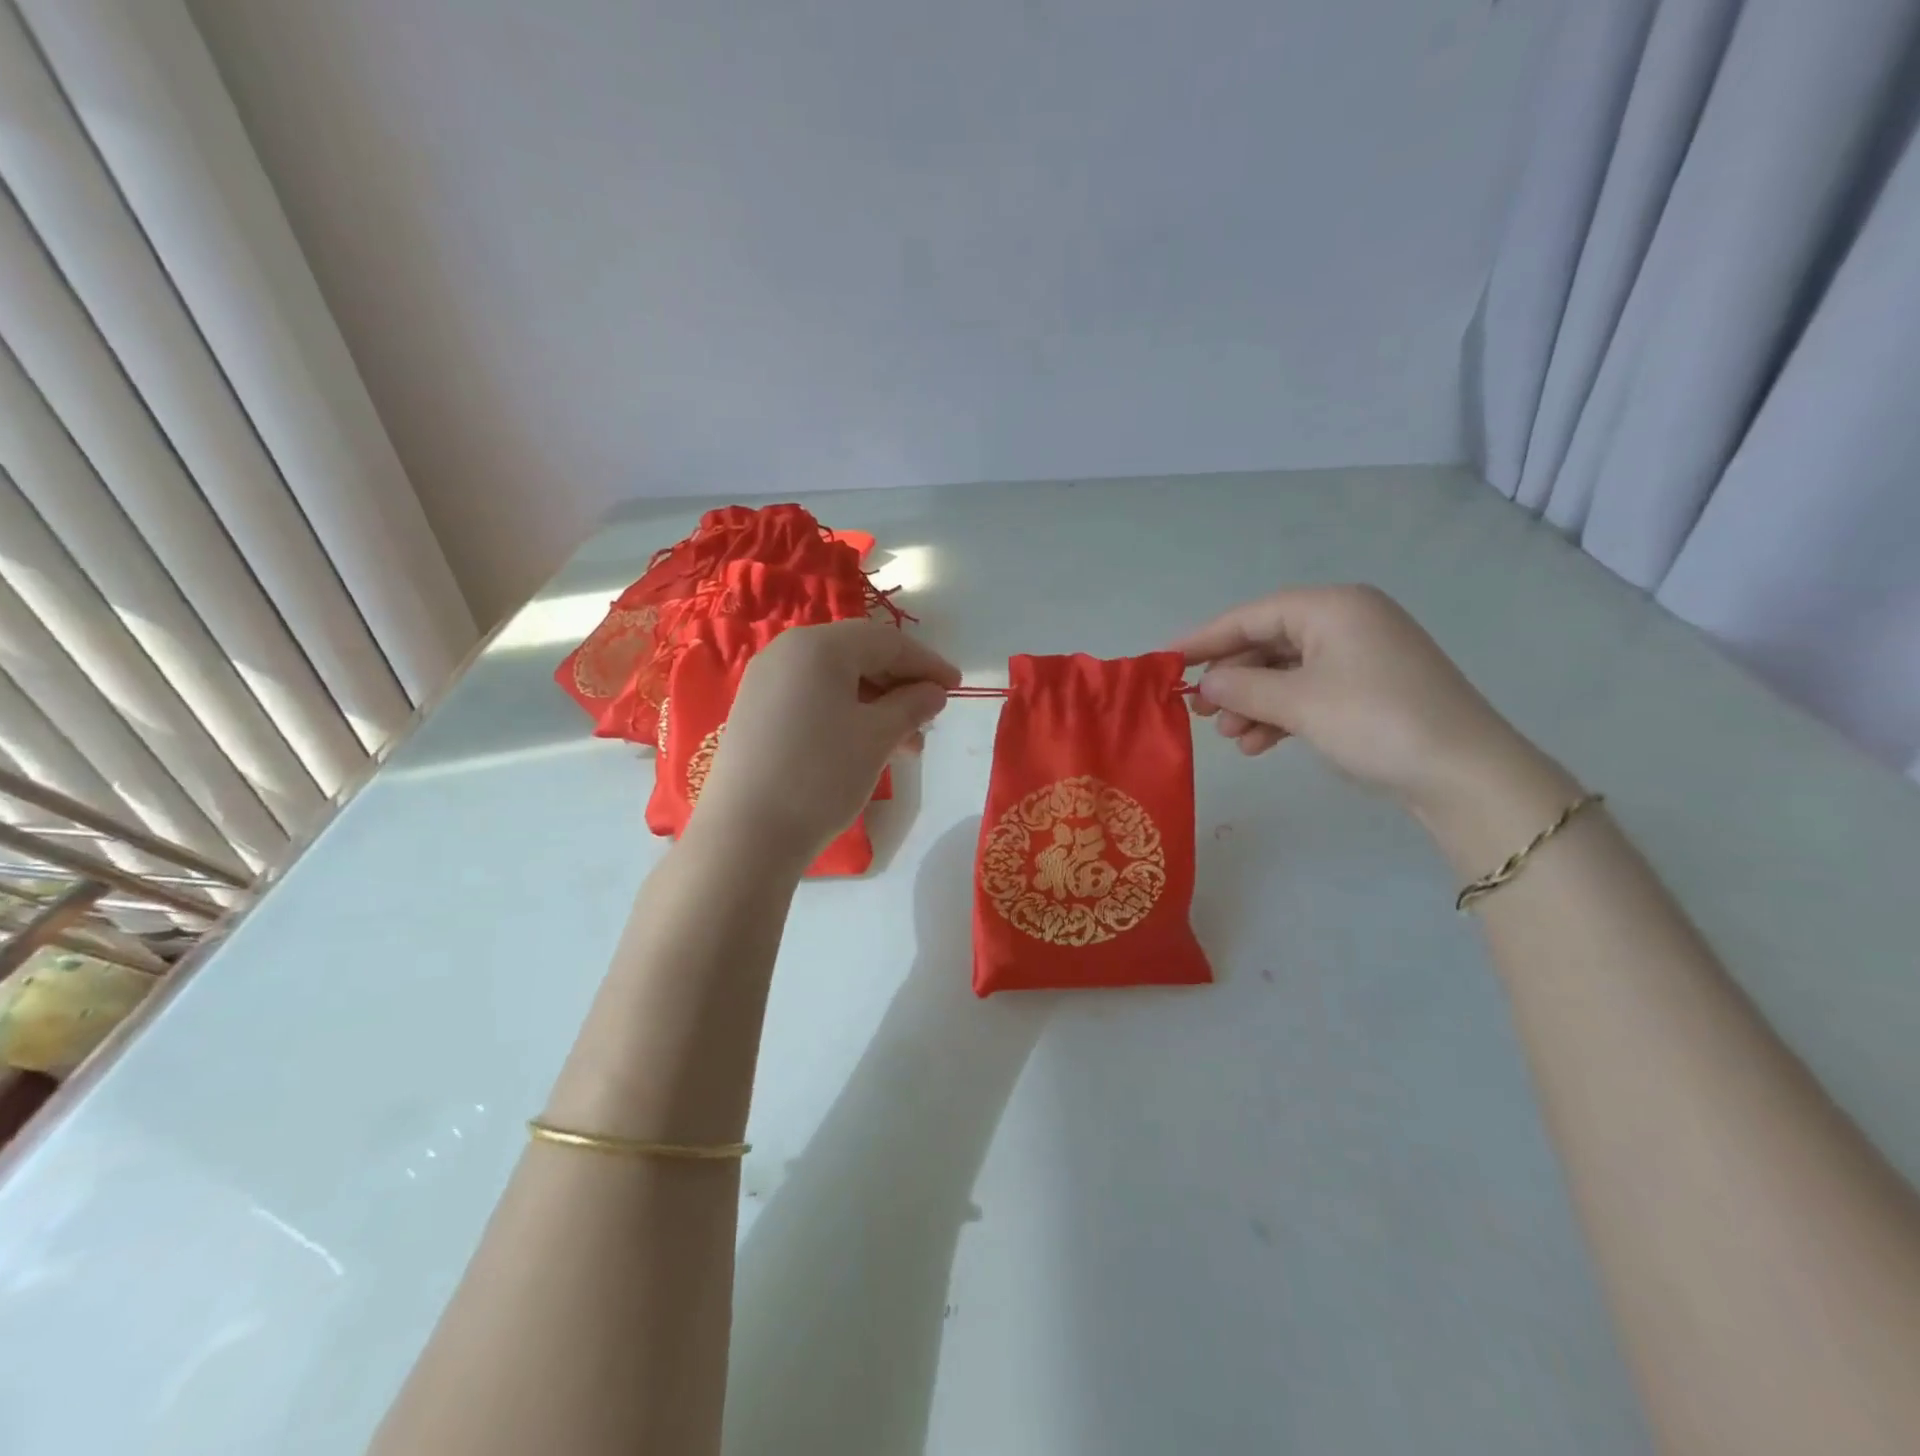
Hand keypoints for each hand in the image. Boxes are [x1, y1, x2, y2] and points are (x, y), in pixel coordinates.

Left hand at [690, 620, 958, 866]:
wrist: (746, 835)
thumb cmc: (821, 776)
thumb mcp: (877, 737)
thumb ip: (912, 705)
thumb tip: (933, 692)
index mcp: (818, 646)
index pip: (886, 642)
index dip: (926, 663)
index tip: (956, 686)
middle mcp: (786, 652)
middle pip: (858, 655)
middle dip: (901, 684)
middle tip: (930, 717)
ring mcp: (765, 682)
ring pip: (836, 681)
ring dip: (876, 704)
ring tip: (905, 743)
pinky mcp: (755, 712)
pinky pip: (812, 699)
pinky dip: (846, 713)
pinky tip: (865, 745)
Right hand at [1173, 585, 1555, 816]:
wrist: (1463, 774)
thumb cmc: (1374, 721)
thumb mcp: (1297, 702)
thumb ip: (1241, 687)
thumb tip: (1205, 684)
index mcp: (1331, 607)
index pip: (1250, 616)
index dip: (1204, 639)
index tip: (1165, 662)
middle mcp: (1346, 622)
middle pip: (1267, 643)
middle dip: (1231, 679)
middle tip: (1199, 712)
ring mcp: (1360, 657)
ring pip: (1285, 673)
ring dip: (1252, 703)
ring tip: (1230, 737)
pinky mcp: (1369, 690)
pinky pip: (1308, 692)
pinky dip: (1280, 715)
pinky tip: (1258, 744)